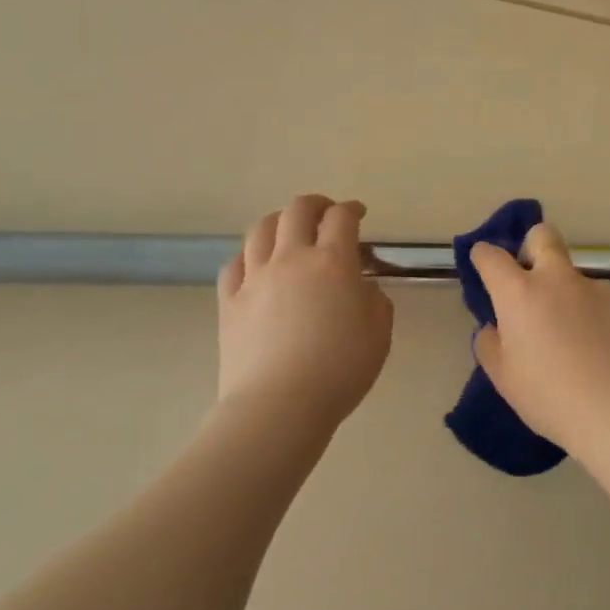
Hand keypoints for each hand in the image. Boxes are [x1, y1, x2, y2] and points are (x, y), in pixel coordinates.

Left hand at [216, 195, 393, 428]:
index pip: (342, 218)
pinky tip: (256, 265)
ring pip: (261, 229)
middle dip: (315, 204)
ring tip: (288, 230)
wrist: (279, 405)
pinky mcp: (229, 301)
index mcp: (333, 263)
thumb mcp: (379, 335)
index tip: (359, 214)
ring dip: (279, 221)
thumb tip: (361, 289)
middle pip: (297, 210)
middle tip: (326, 213)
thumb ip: (375, 302)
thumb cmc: (339, 370)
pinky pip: (234, 264)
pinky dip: (249, 256)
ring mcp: (255, 278)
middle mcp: (291, 259)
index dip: (352, 209)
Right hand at [470, 222, 609, 450]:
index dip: (484, 255)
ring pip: (577, 277)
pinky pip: (604, 303)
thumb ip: (492, 345)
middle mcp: (559, 280)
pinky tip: (603, 351)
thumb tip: (496, 328)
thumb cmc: (550, 396)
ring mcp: (598, 289)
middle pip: (544, 236)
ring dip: (569, 295)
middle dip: (533, 245)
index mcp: (521, 293)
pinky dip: (597, 318)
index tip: (483, 261)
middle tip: (532, 277)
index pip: (492, 257)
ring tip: (577, 339)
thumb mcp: (504, 378)